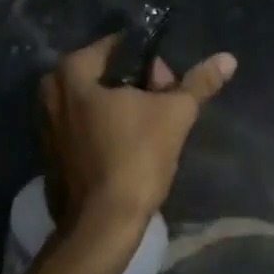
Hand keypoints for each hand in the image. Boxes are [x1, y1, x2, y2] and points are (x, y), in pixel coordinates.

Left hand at [40, 35, 236, 241]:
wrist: (101, 226)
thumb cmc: (135, 158)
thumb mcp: (175, 114)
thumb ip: (199, 82)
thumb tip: (227, 58)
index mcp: (72, 71)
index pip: (120, 47)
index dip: (152, 63)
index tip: (170, 87)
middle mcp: (51, 91)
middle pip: (107, 74)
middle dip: (139, 87)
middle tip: (164, 110)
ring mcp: (45, 124)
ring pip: (95, 102)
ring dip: (124, 110)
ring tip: (152, 132)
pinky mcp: (50, 153)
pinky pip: (84, 127)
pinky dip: (106, 131)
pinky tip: (129, 150)